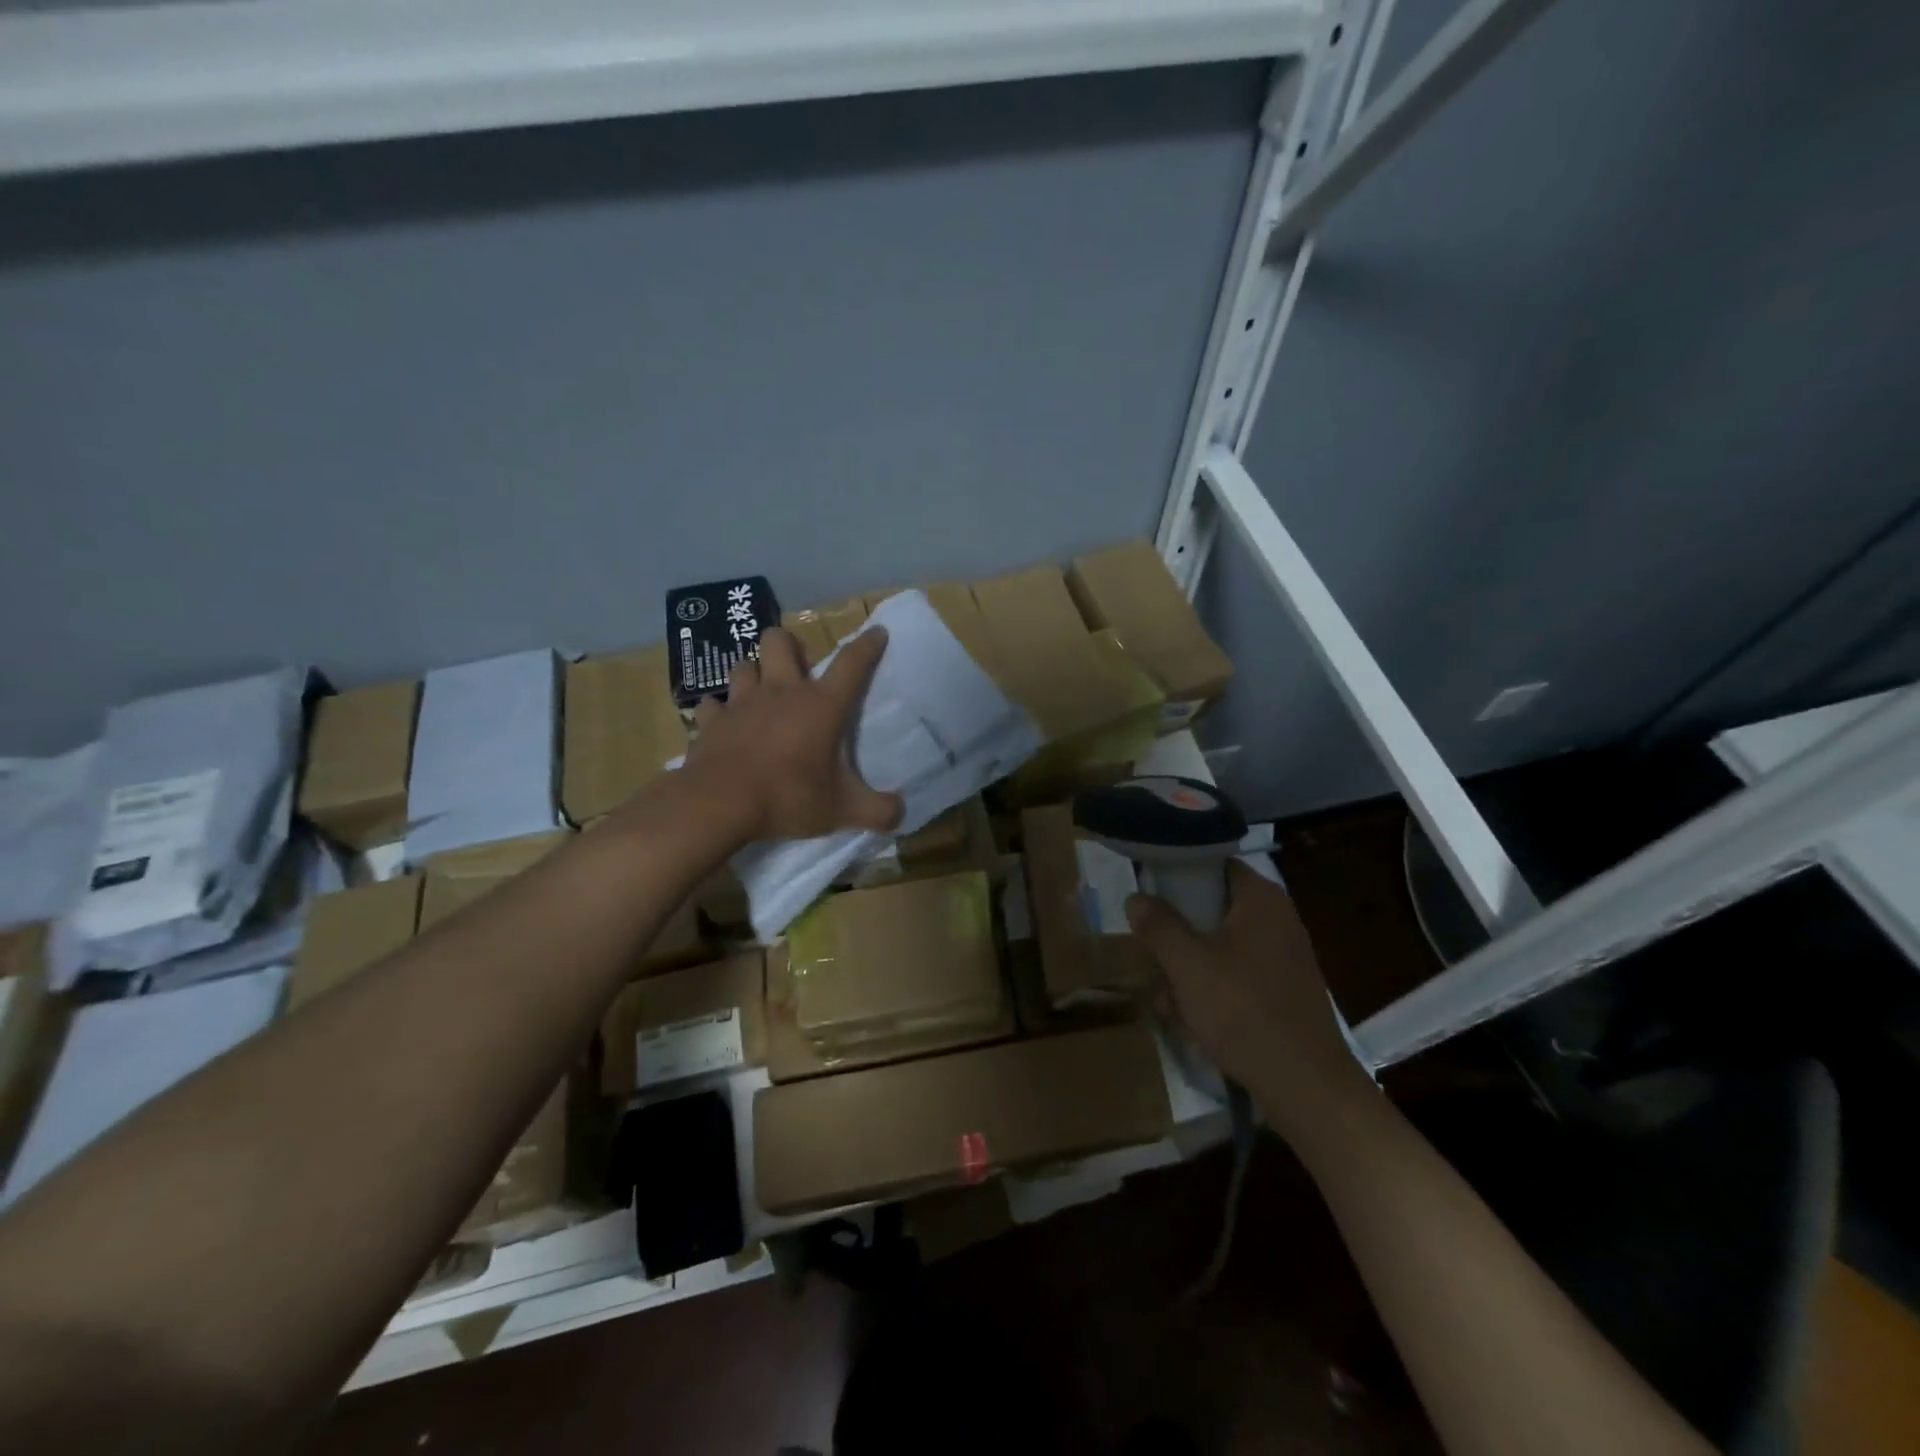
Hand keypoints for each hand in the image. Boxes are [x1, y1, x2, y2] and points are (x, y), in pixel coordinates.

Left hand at [682, 627, 903, 843]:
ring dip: (755, 674)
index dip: (868, 645)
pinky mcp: (711, 721)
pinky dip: (718, 711)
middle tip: (798, 671)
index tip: (877, 632)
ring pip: (745, 665)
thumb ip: (878, 811)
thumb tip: (900, 812)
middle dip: (790, 646)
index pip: (852, 663)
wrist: (720, 805)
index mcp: (821, 706)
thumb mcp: (843, 811)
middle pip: (780, 641)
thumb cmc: (789, 798)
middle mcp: (781, 692)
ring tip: (761, 693)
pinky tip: (723, 722)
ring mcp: (742, 702)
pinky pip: (712, 704)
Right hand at [1127, 861, 1373, 1143]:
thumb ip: (1158, 926)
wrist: (1305, 1085)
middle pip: (1213, 908)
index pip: (1215, 863)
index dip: (1180, 872)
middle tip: (1151, 954)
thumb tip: (1136, 898)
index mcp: (1261, 899)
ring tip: (1166, 1001)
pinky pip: (1237, 976)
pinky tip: (1189, 1020)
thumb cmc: (1242, 1010)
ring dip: (1188, 969)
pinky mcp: (1284, 992)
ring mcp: (1284, 958)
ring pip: (1221, 947)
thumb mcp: (1187, 964)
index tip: (1149, 891)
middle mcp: (1277, 920)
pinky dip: (1211, 991)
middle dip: (1177, 934)